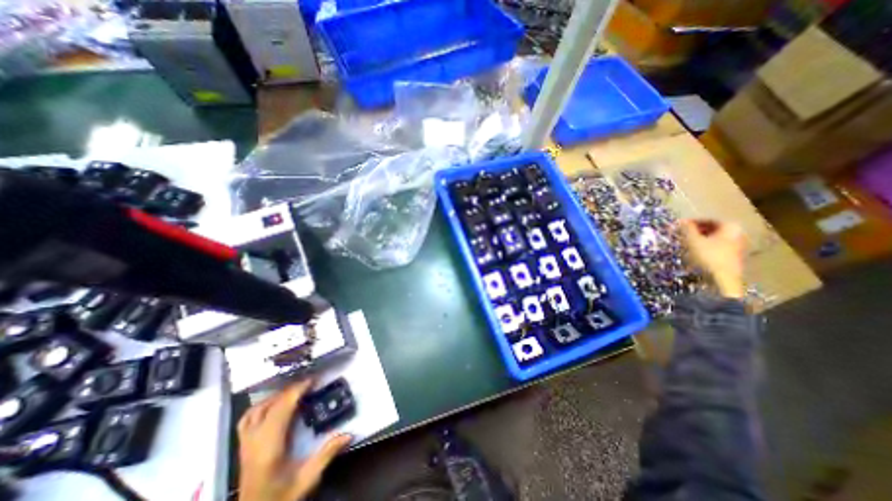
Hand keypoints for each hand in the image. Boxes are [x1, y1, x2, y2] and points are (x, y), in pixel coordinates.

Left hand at [238, 380, 353, 499]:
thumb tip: (348, 434)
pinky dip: (261, 406)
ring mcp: (245, 445)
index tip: (313, 380)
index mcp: (269, 449)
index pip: (281, 411)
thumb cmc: (280, 498)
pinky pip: (247, 419)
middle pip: (269, 407)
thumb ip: (326, 455)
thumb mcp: (306, 480)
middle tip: (310, 382)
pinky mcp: (243, 448)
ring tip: (294, 390)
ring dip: (276, 396)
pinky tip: (273, 404)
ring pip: (255, 411)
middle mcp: (254, 443)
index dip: (296, 391)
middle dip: (290, 390)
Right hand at [685, 217, 746, 296]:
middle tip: (682, 234)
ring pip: (715, 238)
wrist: (723, 279)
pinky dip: (706, 246)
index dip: (691, 222)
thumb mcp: (693, 240)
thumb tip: (681, 220)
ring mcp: (739, 245)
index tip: (679, 226)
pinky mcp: (735, 256)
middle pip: (713, 229)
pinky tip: (696, 252)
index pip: (708, 220)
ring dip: (700, 239)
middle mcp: (738, 233)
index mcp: (730, 226)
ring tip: (686, 243)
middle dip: (696, 231)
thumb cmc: (708, 256)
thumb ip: (687, 229)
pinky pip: (718, 246)